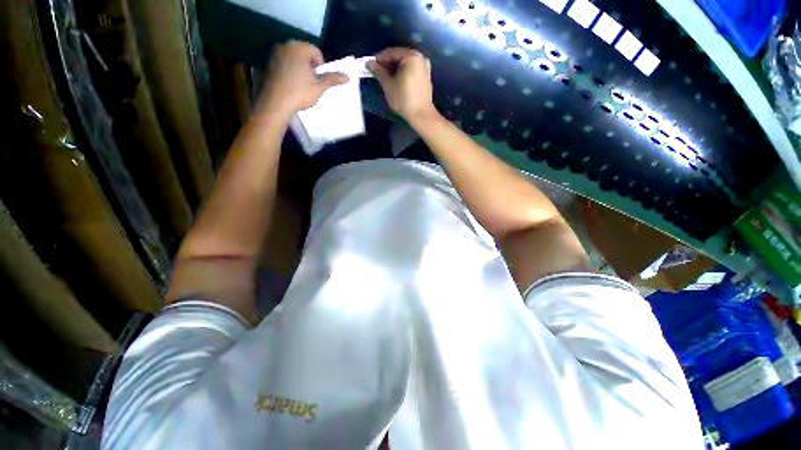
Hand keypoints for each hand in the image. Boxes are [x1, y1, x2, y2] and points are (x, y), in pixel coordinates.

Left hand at [256, 41, 348, 117]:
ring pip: (293, 58)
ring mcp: (274, 53)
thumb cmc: (300, 93)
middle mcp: (285, 46)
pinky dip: (288, 70)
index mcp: (299, 48)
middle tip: (311, 82)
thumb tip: (347, 77)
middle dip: (310, 66)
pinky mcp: (267, 63)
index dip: (321, 66)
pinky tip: (290, 84)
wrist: (275, 103)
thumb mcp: (319, 87)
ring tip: (301, 84)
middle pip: (304, 53)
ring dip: (299, 68)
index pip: (316, 52)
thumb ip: (332, 79)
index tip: (319, 79)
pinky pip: (283, 63)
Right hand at [368, 48, 436, 122]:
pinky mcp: (426, 78)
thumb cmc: (404, 99)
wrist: (421, 115)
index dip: (379, 59)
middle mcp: (420, 58)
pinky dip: (403, 74)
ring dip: (394, 70)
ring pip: (405, 65)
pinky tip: (396, 82)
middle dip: (387, 64)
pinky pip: (411, 71)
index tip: (370, 66)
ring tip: (385, 79)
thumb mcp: (388, 85)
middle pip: (399, 57)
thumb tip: (369, 63)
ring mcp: (425, 68)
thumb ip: (378, 72)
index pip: (391, 52)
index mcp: (411, 56)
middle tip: (377, 73)